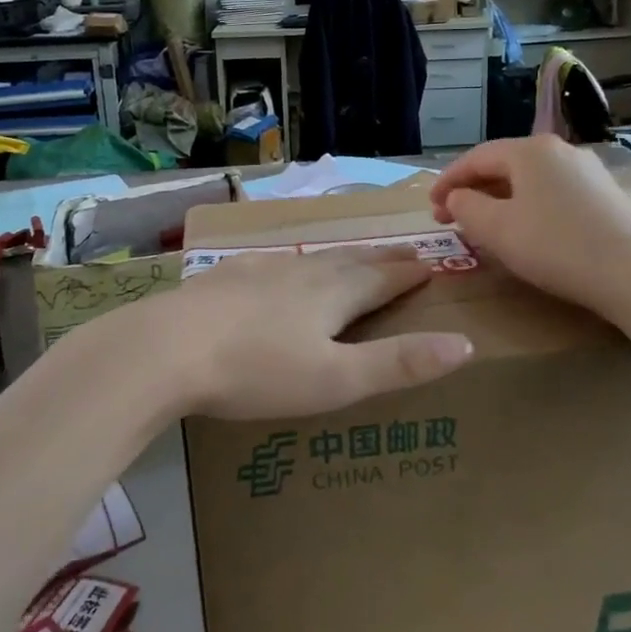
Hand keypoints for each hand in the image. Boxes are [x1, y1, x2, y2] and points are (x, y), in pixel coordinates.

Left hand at [65, 247, 473, 421]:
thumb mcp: (336, 380)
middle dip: (382, 258)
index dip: (410, 273)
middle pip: (351, 261)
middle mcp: (301, 272)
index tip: (433, 263)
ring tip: (353, 257)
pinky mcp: (225, 277)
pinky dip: (292, 264)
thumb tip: (464, 344)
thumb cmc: (257, 371)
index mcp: (333, 295)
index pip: (384, 279)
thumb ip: (398, 364)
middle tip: (405, 251)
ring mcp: (260, 270)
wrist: (167, 349)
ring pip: (312, 258)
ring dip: (341, 257)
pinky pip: (272, 263)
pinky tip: (279, 266)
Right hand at [430, 136, 630, 319]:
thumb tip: (458, 196)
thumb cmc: (556, 246)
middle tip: (450, 218)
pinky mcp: (606, 196)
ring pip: (530, 180)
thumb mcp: (497, 229)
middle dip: (473, 190)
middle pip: (504, 165)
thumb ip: (466, 206)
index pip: (476, 158)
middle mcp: (560, 150)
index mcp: (530, 150)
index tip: (429, 207)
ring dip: (500, 200)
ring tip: (484, 226)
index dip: (447, 181)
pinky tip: (527, 231)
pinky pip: (554, 193)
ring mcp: (588, 171)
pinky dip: (529, 207)